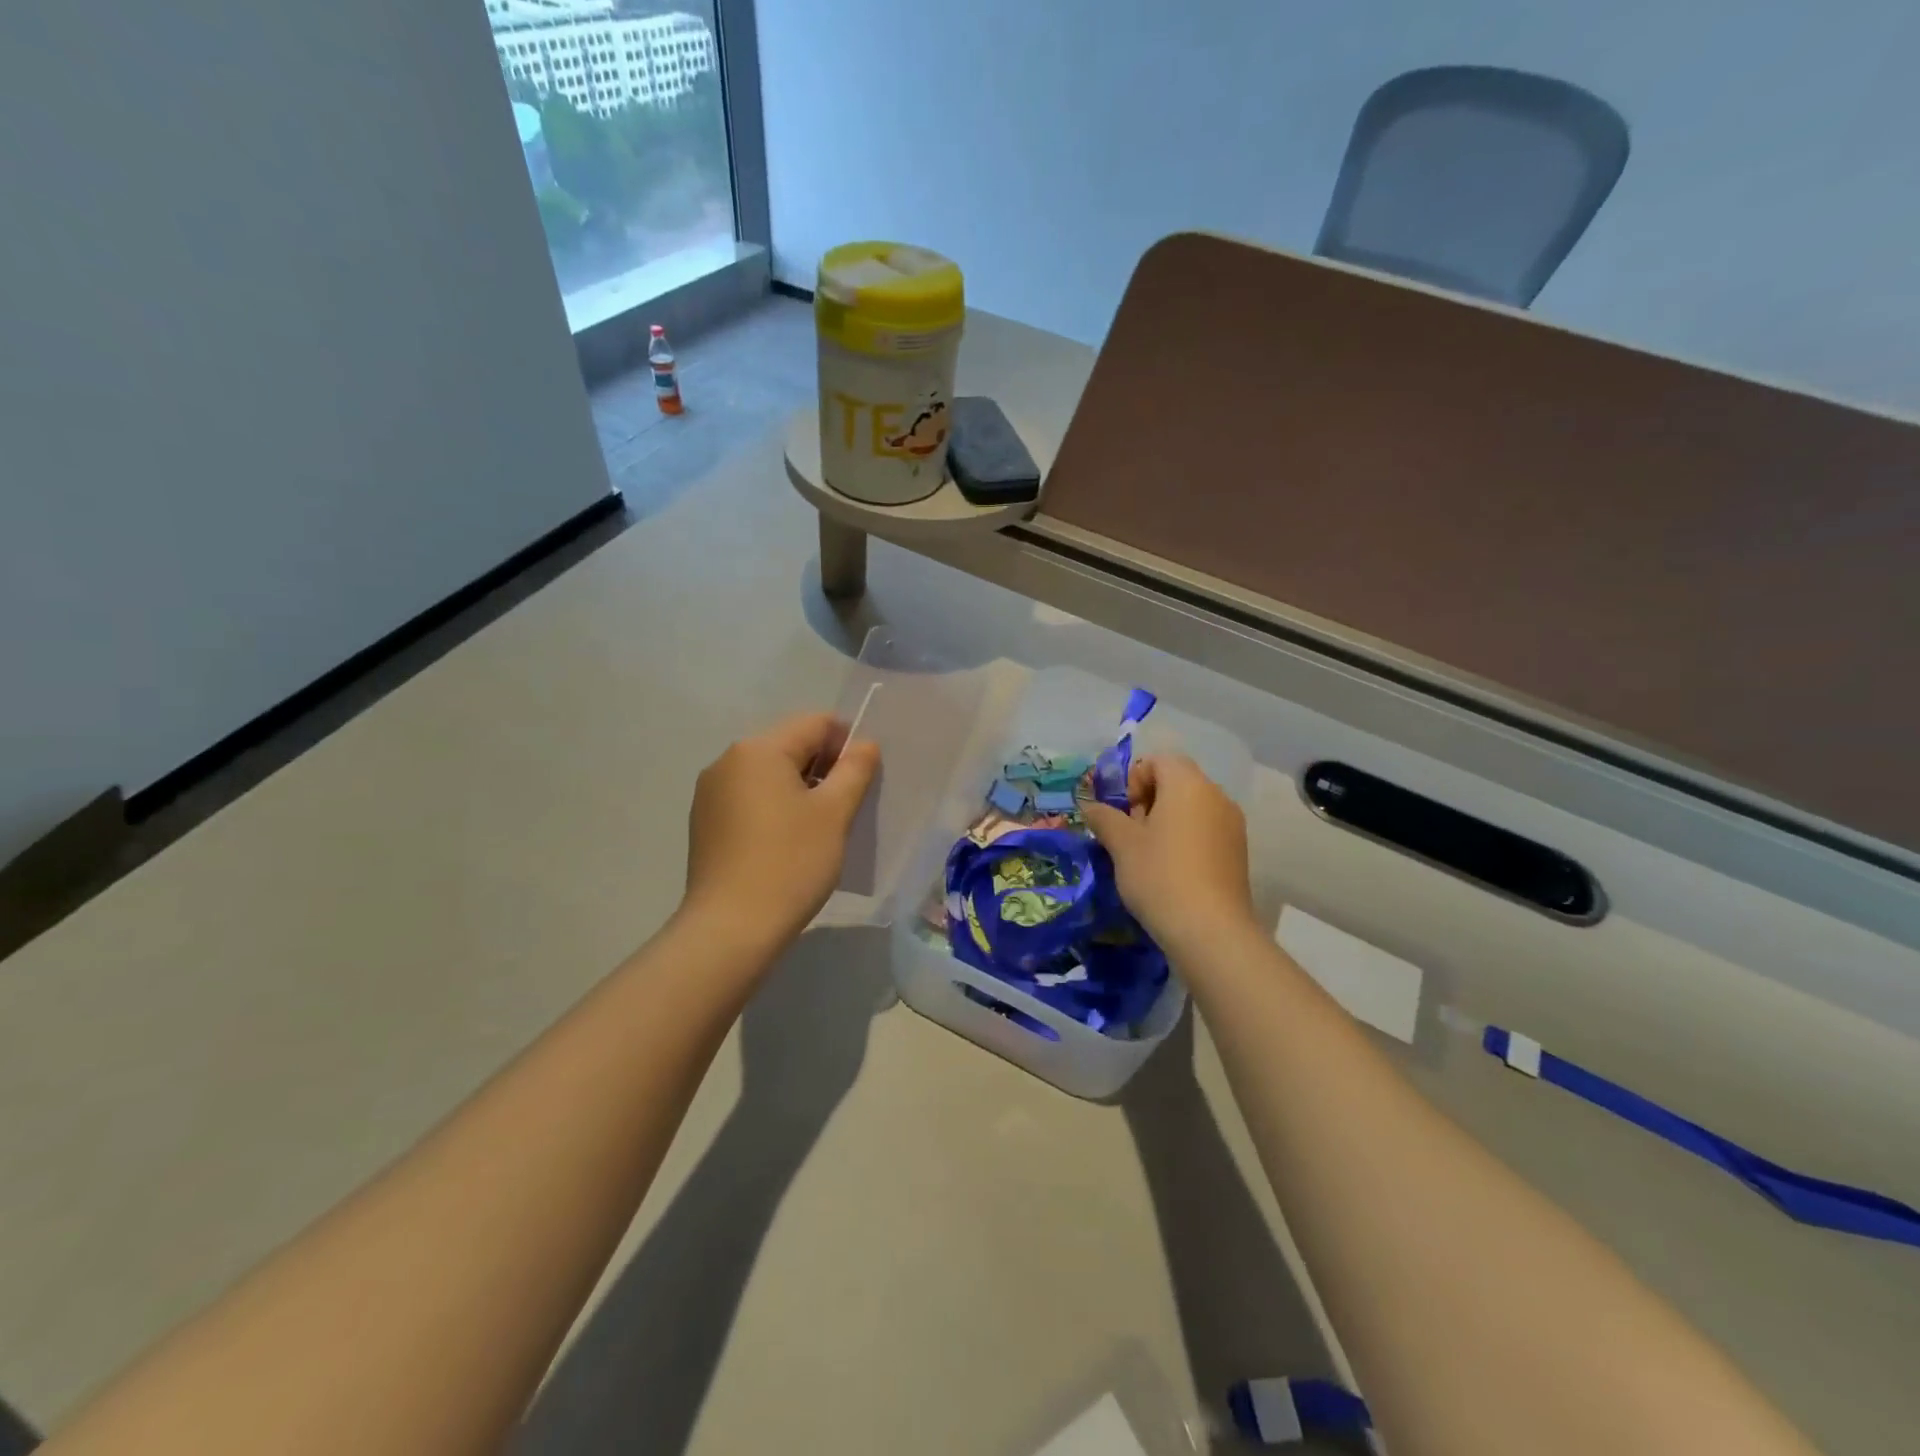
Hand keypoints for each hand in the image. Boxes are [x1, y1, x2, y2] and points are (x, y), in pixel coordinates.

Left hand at [683, 712, 879, 949]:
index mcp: (758, 749)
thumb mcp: (834, 813)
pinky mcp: (705, 822)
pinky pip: (750, 798)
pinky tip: (789, 842)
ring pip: (769, 774)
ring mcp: (710, 793)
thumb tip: (865, 744)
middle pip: (790, 746)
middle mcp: (728, 760)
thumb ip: (854, 769)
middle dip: (824, 767)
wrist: (731, 928)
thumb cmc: (790, 862)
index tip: (864, 777)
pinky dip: (776, 808)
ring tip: (821, 828)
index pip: (815, 723)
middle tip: (848, 805)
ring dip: (801, 789)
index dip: (847, 742)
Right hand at [1082, 754, 1257, 959]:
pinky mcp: (1238, 852)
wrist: (1210, 931)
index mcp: (1188, 784)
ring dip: (1165, 822)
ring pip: (1191, 809)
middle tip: (1128, 834)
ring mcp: (1232, 825)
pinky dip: (1185, 839)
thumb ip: (1104, 817)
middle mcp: (1216, 796)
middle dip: (1148, 801)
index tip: (1121, 811)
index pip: (1159, 760)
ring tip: (1146, 855)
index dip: (1133, 779)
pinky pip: (1205, 831)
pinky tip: (1170, 871)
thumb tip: (1090, 805)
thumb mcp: (1121, 844)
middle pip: (1176, 782)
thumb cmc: (1160, 875)